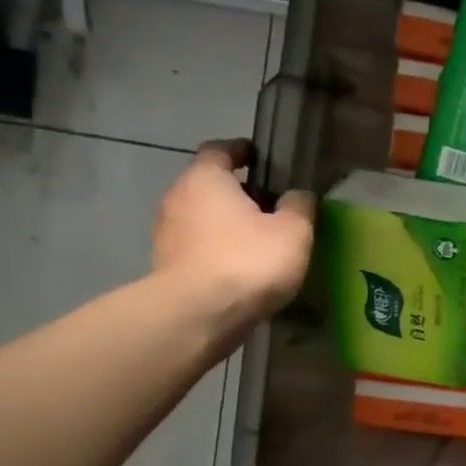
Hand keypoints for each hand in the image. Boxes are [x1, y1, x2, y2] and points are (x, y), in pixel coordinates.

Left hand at [151, 140, 314, 330]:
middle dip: (239, 193)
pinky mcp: (166, 265)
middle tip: (273, 207)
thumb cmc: (248, 260)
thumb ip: (299, 206)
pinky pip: (198, 247)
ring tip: (261, 242)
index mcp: (206, 179)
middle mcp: (177, 198)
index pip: (220, 150)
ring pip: (203, 218)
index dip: (243, 151)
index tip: (264, 160)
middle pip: (210, 185)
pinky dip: (218, 250)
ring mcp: (166, 233)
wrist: (198, 315)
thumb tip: (297, 195)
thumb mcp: (293, 231)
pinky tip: (243, 268)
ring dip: (228, 224)